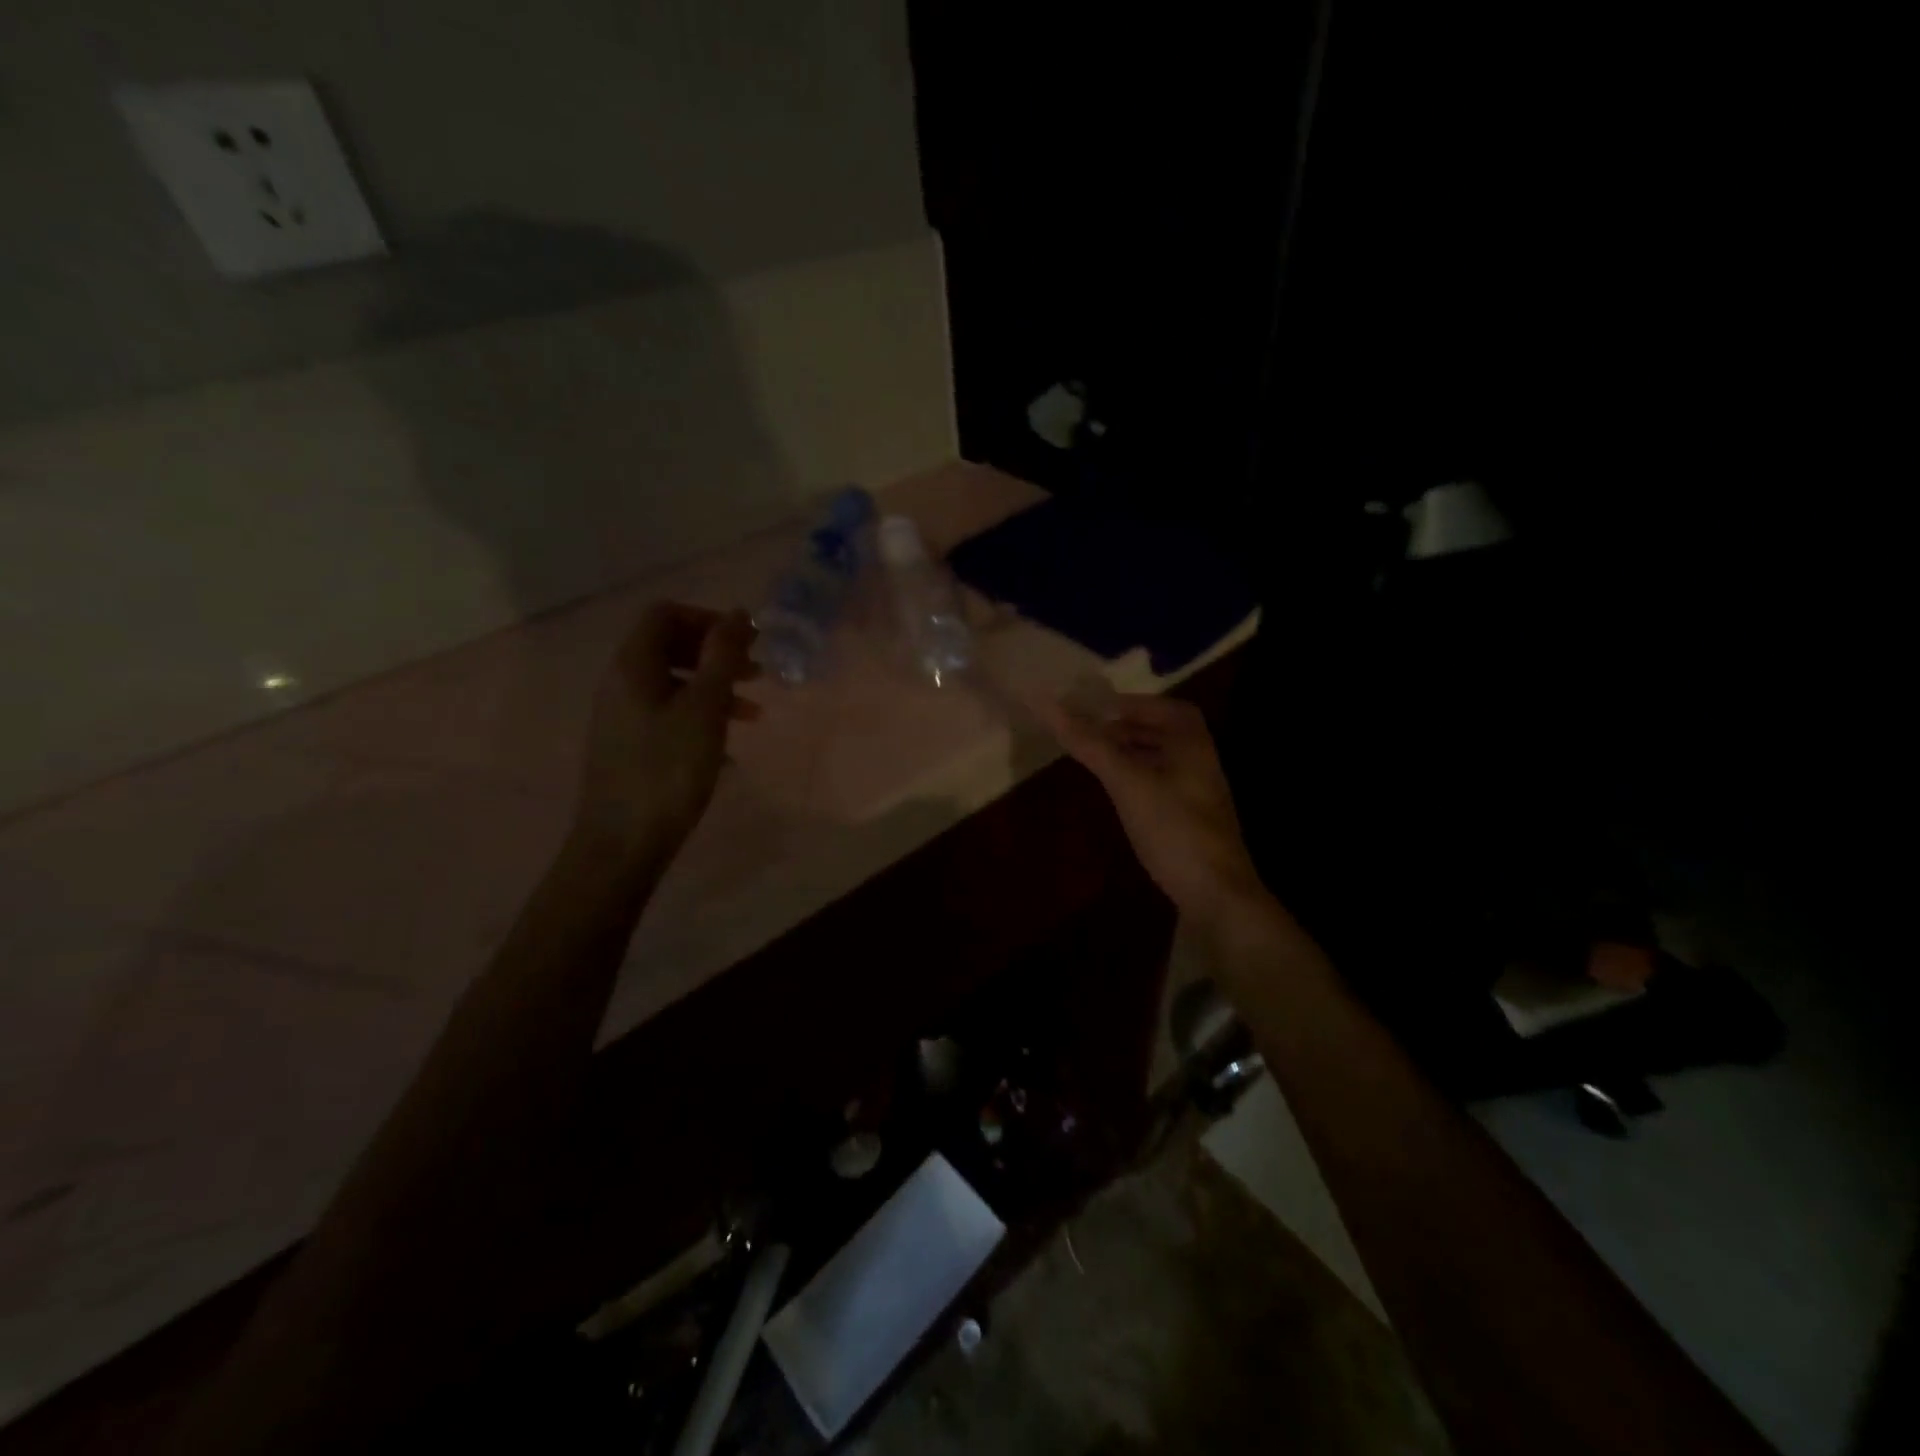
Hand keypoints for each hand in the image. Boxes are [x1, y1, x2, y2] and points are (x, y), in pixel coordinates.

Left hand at [573, 602, 757, 866]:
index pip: (666, 613)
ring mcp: (621, 716)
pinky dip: (700, 717)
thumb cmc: (668, 770)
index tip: (747, 643)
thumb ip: (723, 656)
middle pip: (669, 646)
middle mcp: (620, 682)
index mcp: (633, 665)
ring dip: (714, 688)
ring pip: (673, 683)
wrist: (623, 843)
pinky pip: (668, 714)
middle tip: (756, 674)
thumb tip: (740, 613)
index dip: (709, 619)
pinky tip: (726, 748)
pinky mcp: (629, 746)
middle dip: (716, 654)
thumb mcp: (704, 708)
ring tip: (752, 713)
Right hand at [1042, 692, 1265, 924]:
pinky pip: (1159, 787)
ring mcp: (1197, 794)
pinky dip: (1135, 780)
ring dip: (1129, 754)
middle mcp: (1199, 763)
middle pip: (1162, 733)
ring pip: (1160, 762)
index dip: (1132, 704)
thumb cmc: (1173, 827)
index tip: (1096, 708)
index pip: (1166, 708)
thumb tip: (1047, 704)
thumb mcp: (1127, 782)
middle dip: (1126, 729)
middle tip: (1086, 732)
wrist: (1215, 894)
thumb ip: (1090, 744)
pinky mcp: (1189, 821)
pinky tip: (1115, 794)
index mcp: (1192, 744)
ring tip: (1094, 759)